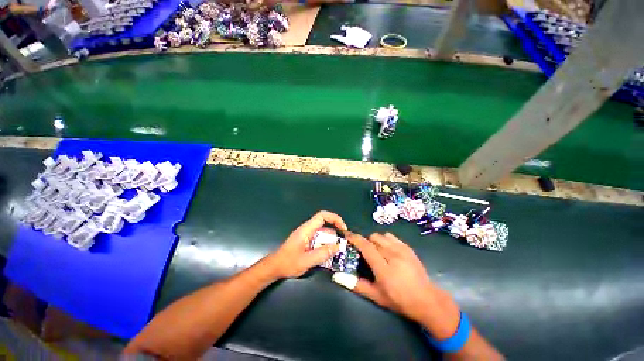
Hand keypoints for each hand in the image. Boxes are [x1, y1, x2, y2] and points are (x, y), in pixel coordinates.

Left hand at [267, 210, 347, 278]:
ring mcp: (307, 235)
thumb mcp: (306, 261)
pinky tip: (327, 255)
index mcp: (306, 230)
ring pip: (323, 234)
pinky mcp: (306, 241)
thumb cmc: (288, 263)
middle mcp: (307, 229)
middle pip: (325, 226)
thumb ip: (323, 254)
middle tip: (341, 246)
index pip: (322, 216)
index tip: (342, 228)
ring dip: (330, 242)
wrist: (275, 267)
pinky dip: (325, 245)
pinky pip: (319, 240)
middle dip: (334, 234)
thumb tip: (338, 246)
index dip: (334, 218)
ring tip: (336, 253)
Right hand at [340, 232, 446, 322]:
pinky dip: (385, 240)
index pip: (366, 247)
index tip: (347, 235)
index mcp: (384, 268)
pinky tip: (387, 250)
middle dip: (366, 242)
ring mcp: (402, 250)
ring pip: (381, 236)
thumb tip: (337, 277)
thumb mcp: (376, 296)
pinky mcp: (408, 248)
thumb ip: (357, 285)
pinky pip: (391, 236)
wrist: (427, 300)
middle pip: (373, 238)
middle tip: (365, 253)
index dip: (355, 238)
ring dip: (375, 241)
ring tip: (377, 251)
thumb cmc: (399, 300)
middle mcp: (393, 255)